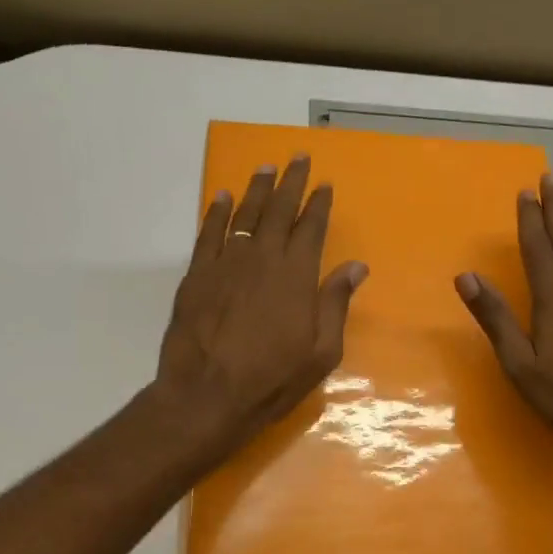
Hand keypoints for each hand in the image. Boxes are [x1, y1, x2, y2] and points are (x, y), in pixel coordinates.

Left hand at [155, 155, 367, 459]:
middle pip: (278, 211)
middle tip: (297, 158)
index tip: (324, 184)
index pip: (311, 228)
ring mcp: (226, 264)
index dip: (318, 204)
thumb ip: (336, 304)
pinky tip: (221, 197)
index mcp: (297, 276)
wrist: (207, 395)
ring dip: (256, 189)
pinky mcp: (196, 275)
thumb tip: (356, 266)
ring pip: (244, 215)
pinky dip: (216, 212)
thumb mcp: (320, 352)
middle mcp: (262, 259)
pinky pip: (208, 233)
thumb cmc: (272, 380)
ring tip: (265, 168)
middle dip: (290, 182)